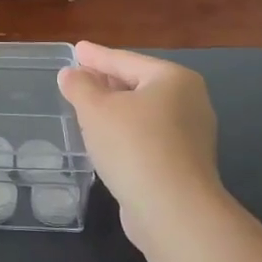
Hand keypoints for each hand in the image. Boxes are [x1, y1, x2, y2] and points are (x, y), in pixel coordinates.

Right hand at [58, 43, 221, 250]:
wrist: (174, 212)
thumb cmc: (134, 147)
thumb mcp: (95, 109)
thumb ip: (79, 86)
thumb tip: (71, 74)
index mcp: (173, 79)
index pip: (125, 60)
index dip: (96, 56)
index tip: (76, 49)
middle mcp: (190, 102)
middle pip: (138, 85)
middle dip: (107, 82)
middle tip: (79, 78)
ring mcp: (191, 137)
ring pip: (143, 113)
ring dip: (115, 111)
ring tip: (88, 109)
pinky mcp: (185, 166)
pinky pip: (148, 138)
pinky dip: (126, 134)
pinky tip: (107, 142)